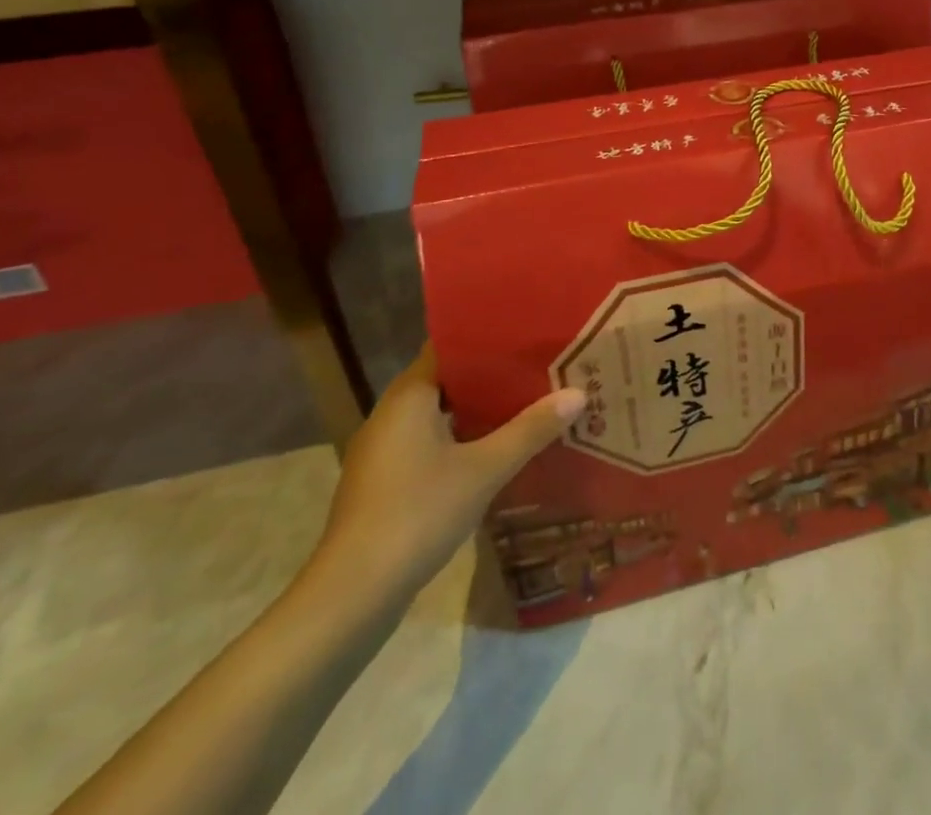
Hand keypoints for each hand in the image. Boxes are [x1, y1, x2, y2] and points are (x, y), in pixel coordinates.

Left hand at [309, 345, 585, 611]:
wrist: (352, 596)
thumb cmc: (417, 514)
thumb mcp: (484, 470)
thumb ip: (530, 430)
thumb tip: (578, 393)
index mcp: (409, 395)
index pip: (449, 346)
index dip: (488, 338)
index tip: (527, 335)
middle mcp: (391, 413)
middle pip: (447, 379)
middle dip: (491, 376)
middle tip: (538, 367)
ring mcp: (383, 450)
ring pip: (439, 414)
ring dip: (478, 410)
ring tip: (526, 403)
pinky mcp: (384, 482)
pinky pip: (429, 442)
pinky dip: (460, 439)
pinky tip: (494, 450)